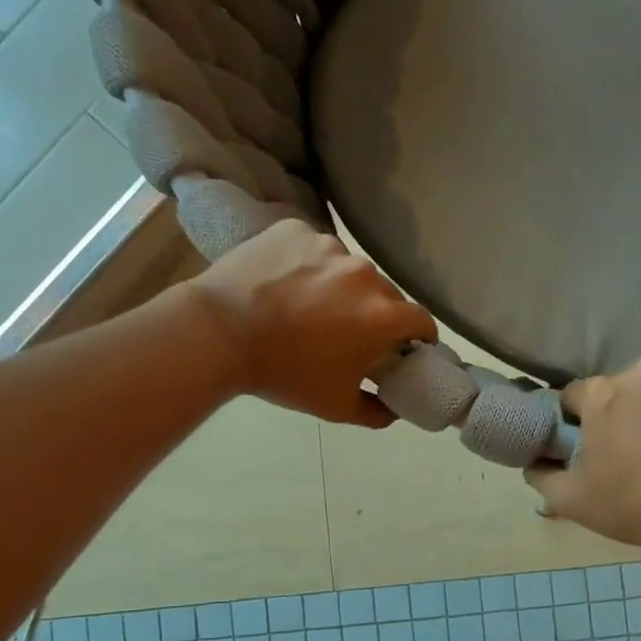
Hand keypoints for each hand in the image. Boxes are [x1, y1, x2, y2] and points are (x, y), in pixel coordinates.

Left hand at [188, 221, 435, 426]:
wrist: (218, 333)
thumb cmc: (283, 374)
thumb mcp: (335, 406)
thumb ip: (376, 412)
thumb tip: (394, 410)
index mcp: (382, 315)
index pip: (422, 320)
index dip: (419, 336)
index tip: (408, 347)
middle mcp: (364, 273)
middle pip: (385, 293)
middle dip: (377, 313)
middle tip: (352, 332)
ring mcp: (328, 245)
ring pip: (348, 269)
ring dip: (341, 287)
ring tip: (310, 306)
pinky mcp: (295, 229)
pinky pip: (313, 247)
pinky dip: (307, 265)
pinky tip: (284, 284)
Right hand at [525, 359, 640, 548]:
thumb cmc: (638, 506)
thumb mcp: (573, 501)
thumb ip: (542, 476)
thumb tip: (534, 462)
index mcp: (603, 394)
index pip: (577, 395)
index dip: (580, 420)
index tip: (593, 445)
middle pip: (624, 388)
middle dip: (625, 411)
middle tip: (636, 450)